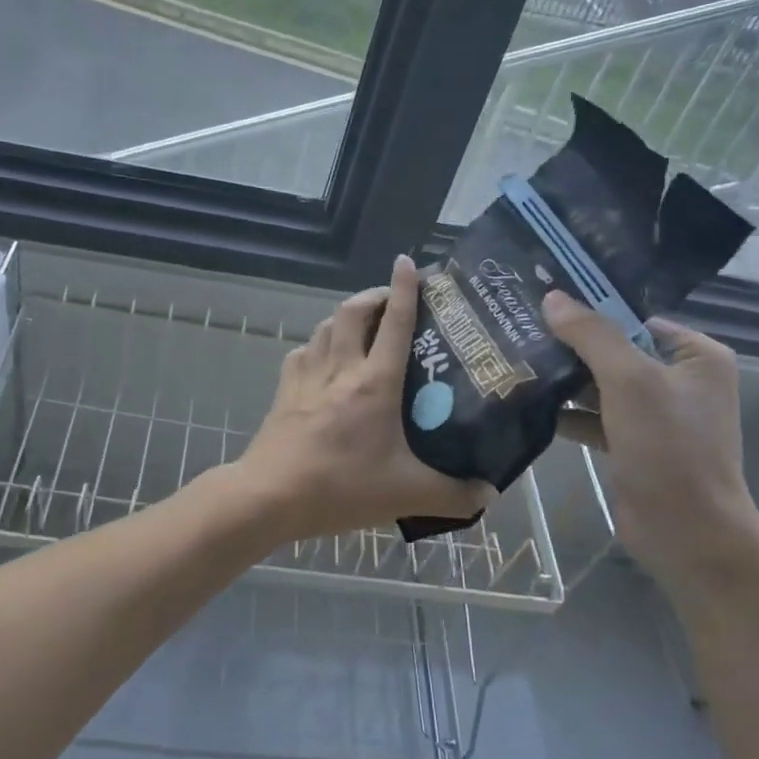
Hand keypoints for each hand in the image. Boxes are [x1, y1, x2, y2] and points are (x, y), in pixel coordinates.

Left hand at [235, 255, 492, 542]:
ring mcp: (307, 376)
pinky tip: (323, 360)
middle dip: (373, 295)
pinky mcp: (284, 390)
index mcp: (374, 382)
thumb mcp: (407, 495)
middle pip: (352, 311)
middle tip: (392, 301)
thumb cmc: (341, 487)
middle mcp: (340, 368)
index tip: (408, 263)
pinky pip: (302, 352)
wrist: (270, 496)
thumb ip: (453, 495)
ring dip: (344, 317)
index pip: (394, 322)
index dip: (404, 288)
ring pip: (324, 327)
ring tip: (361, 326)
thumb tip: (488, 492)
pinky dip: (317, 345)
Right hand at [541, 292, 758, 596]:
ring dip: (563, 379)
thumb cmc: (668, 448)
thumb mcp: (630, 381)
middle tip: (517, 329)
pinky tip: (528, 403)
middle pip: (614, 350)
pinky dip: (567, 412)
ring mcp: (655, 414)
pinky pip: (594, 415)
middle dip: (570, 346)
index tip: (540, 302)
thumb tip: (553, 297)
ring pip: (600, 384)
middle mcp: (678, 379)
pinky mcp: (632, 443)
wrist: (687, 534)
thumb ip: (592, 336)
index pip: (634, 318)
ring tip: (513, 361)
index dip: (590, 310)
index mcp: (695, 355)